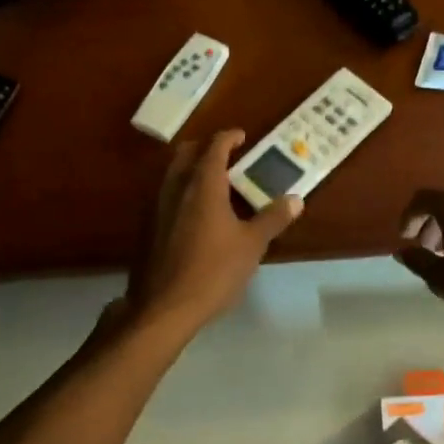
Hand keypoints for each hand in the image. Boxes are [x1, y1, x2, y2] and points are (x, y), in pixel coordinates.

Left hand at [129, 129, 302, 331]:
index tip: (242, 136)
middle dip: (206, 148)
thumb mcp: (252, 245)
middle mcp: (176, 187)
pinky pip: (166, 194)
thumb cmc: (213, 271)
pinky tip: (196, 213)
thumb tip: (295, 199)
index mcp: (203, 185)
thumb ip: (273, 218)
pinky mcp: (148, 227)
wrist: (163, 307)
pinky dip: (182, 190)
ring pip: (173, 173)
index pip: (215, 147)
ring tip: (215, 183)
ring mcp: (157, 207)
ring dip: (192, 168)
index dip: (229, 137)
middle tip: (227, 156)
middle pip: (186, 153)